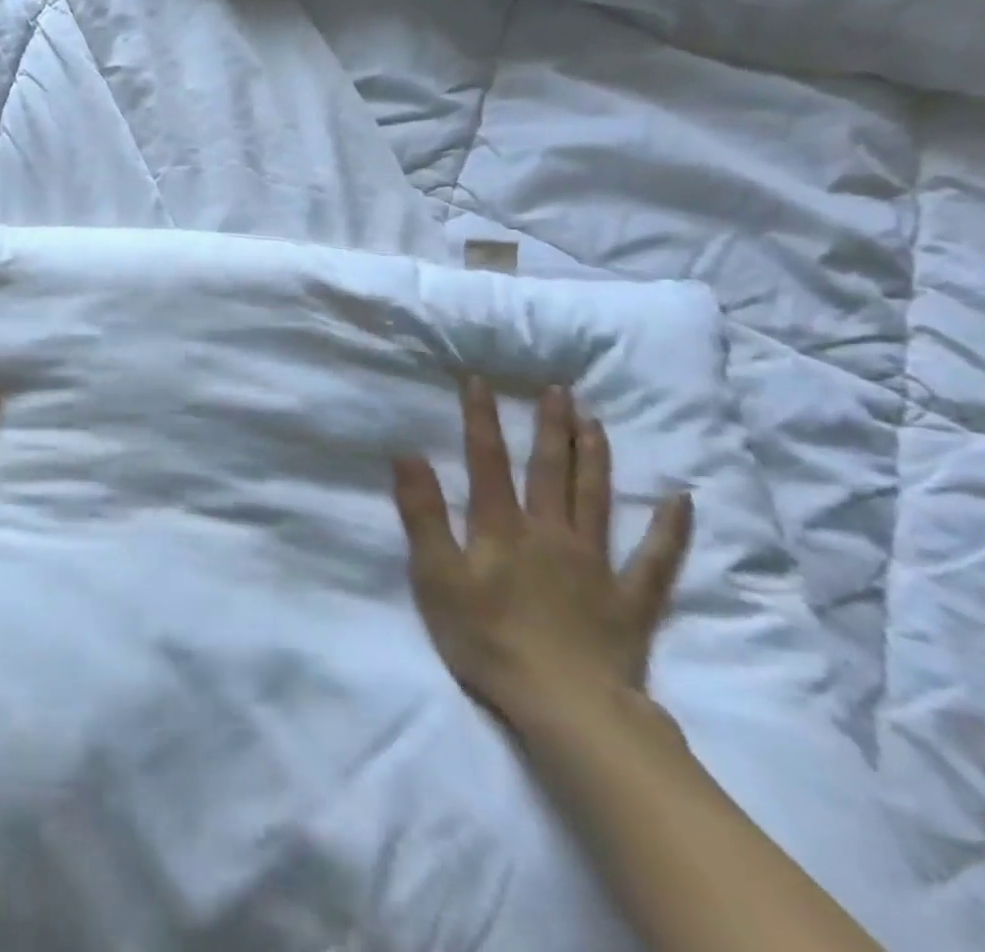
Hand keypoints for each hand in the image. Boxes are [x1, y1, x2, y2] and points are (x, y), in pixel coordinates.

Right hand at [392, 379, 693, 731]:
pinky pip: (656, 560)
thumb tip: (408, 455)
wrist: (565, 707)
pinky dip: (670, 530)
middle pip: (550, 470)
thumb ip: (422, 514)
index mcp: (501, 528)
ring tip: (595, 421)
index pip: (487, 461)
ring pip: (596, 499)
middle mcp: (549, 533)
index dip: (482, 419)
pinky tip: (680, 500)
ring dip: (595, 458)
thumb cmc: (486, 639)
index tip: (480, 381)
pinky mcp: (629, 600)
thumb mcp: (435, 576)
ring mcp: (595, 565)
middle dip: (550, 427)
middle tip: (558, 390)